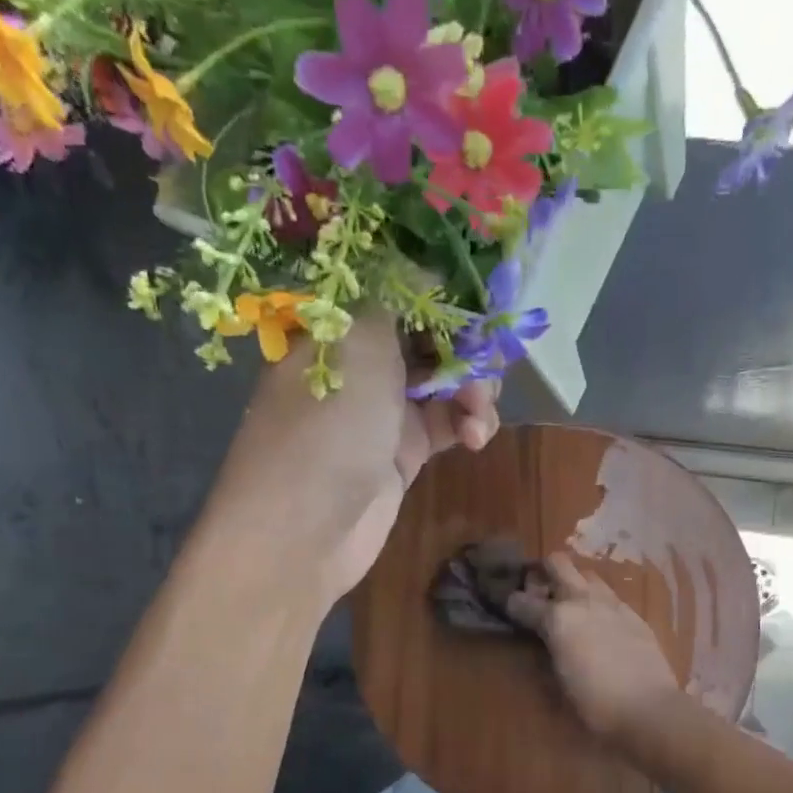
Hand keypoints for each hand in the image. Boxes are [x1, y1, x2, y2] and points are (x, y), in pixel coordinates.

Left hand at [208, 312, 499, 605]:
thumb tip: (422, 259)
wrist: (305, 532)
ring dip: (474, 388)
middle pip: (430, 333)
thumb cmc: (327, 427)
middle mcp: (360, 360)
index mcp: (338, 324)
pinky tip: (477, 436)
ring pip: (446, 380)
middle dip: (466, 344)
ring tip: (479, 410)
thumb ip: (397, 295)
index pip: (399, 289)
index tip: (484, 297)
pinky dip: (469, 424)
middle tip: (487, 361)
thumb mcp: (359, 343)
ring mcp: (383, 408)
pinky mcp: (404, 451)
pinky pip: (448, 423)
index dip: (443, 290)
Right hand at [506, 553, 680, 744]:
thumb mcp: (557, 684)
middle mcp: (582, 600)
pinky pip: (611, 597)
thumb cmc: (594, 704)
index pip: (522, 601)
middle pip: (558, 563)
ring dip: (575, 583)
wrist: (649, 709)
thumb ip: (545, 654)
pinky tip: (601, 623)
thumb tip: (541, 642)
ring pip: (588, 575)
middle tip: (540, 590)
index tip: (510, 608)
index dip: (511, 604)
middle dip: (544, 571)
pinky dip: (599, 603)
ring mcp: (612, 604)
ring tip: (572, 605)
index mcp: (557, 618)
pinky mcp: (635, 615)